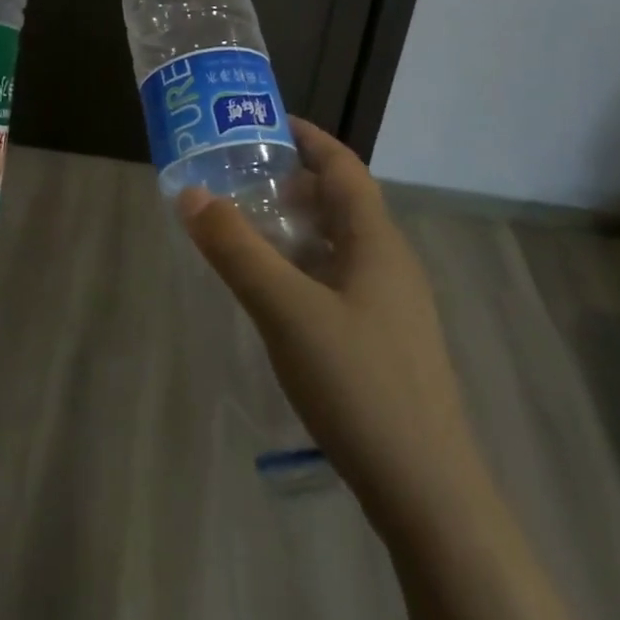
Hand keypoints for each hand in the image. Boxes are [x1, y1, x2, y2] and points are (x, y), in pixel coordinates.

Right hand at [179, 118, 582, 619]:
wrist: (429, 495)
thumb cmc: (358, 383)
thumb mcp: (285, 310)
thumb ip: (237, 249)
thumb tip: (191, 193)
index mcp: (376, 240)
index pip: (343, 165)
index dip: (307, 137)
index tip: (264, 123)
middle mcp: (390, 262)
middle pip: (341, 201)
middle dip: (294, 181)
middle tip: (241, 177)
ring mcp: (392, 305)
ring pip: (341, 243)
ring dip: (299, 226)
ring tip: (250, 227)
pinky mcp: (386, 341)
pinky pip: (341, 279)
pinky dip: (307, 265)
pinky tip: (278, 291)